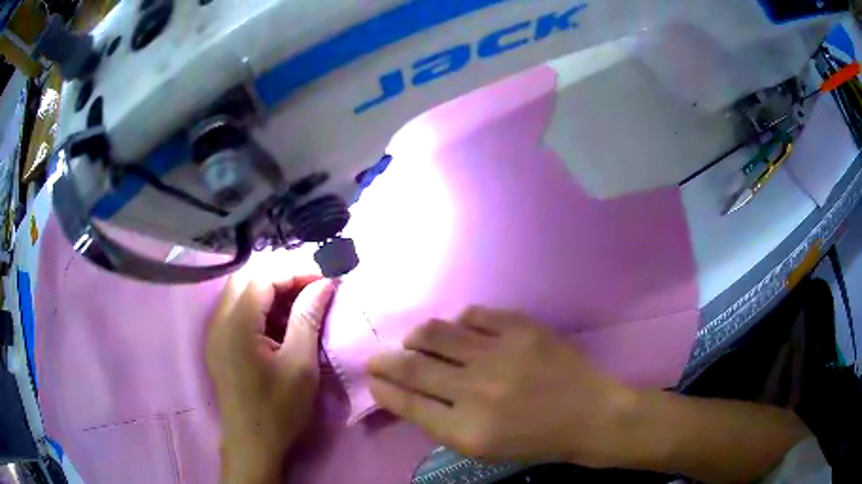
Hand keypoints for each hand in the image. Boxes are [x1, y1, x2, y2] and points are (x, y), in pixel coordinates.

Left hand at [206, 272, 334, 483]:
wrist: (252, 444)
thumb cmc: (278, 408)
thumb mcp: (300, 364)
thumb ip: (307, 318)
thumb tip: (323, 283)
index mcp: (237, 324)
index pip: (263, 278)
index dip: (294, 273)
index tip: (324, 279)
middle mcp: (219, 321)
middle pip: (247, 280)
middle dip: (280, 278)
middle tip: (311, 290)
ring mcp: (215, 333)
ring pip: (239, 294)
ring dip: (269, 293)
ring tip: (299, 305)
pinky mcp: (218, 346)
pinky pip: (236, 313)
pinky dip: (258, 309)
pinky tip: (278, 325)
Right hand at [365, 307, 635, 466]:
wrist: (591, 415)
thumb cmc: (537, 441)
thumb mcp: (483, 447)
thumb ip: (442, 423)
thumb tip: (409, 394)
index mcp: (466, 429)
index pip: (406, 402)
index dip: (382, 388)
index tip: (372, 378)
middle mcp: (476, 390)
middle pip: (412, 366)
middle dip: (385, 361)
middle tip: (378, 358)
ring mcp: (500, 354)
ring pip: (436, 333)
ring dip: (416, 337)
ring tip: (416, 341)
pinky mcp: (522, 328)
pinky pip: (473, 314)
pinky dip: (460, 322)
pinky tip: (463, 332)